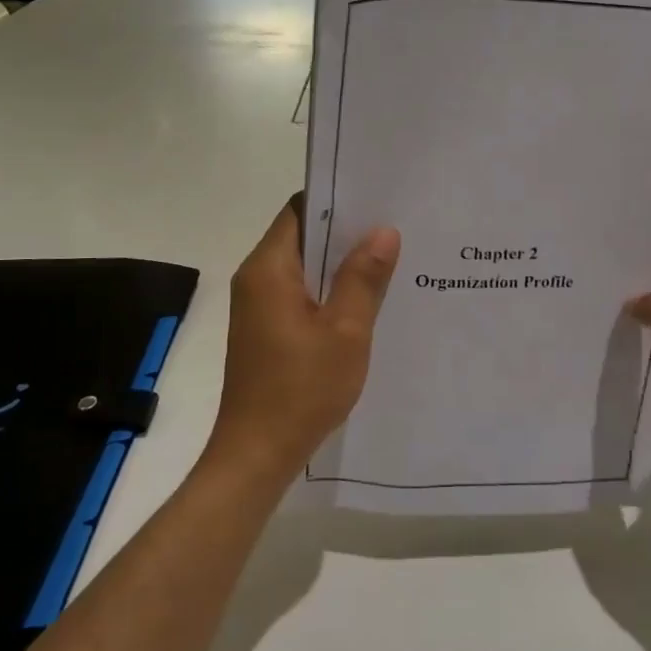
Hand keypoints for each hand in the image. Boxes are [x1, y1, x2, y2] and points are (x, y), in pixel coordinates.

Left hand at [205, 196, 399, 484]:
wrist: (257, 453)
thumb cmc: (302, 389)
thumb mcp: (345, 331)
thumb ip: (363, 278)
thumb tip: (383, 231)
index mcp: (268, 269)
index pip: (299, 210)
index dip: (336, 200)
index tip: (376, 198)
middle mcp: (256, 278)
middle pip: (301, 236)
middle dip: (344, 231)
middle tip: (394, 227)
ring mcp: (258, 306)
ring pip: (303, 267)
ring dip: (339, 263)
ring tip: (389, 258)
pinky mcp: (265, 329)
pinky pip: (299, 293)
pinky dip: (328, 289)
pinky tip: (364, 299)